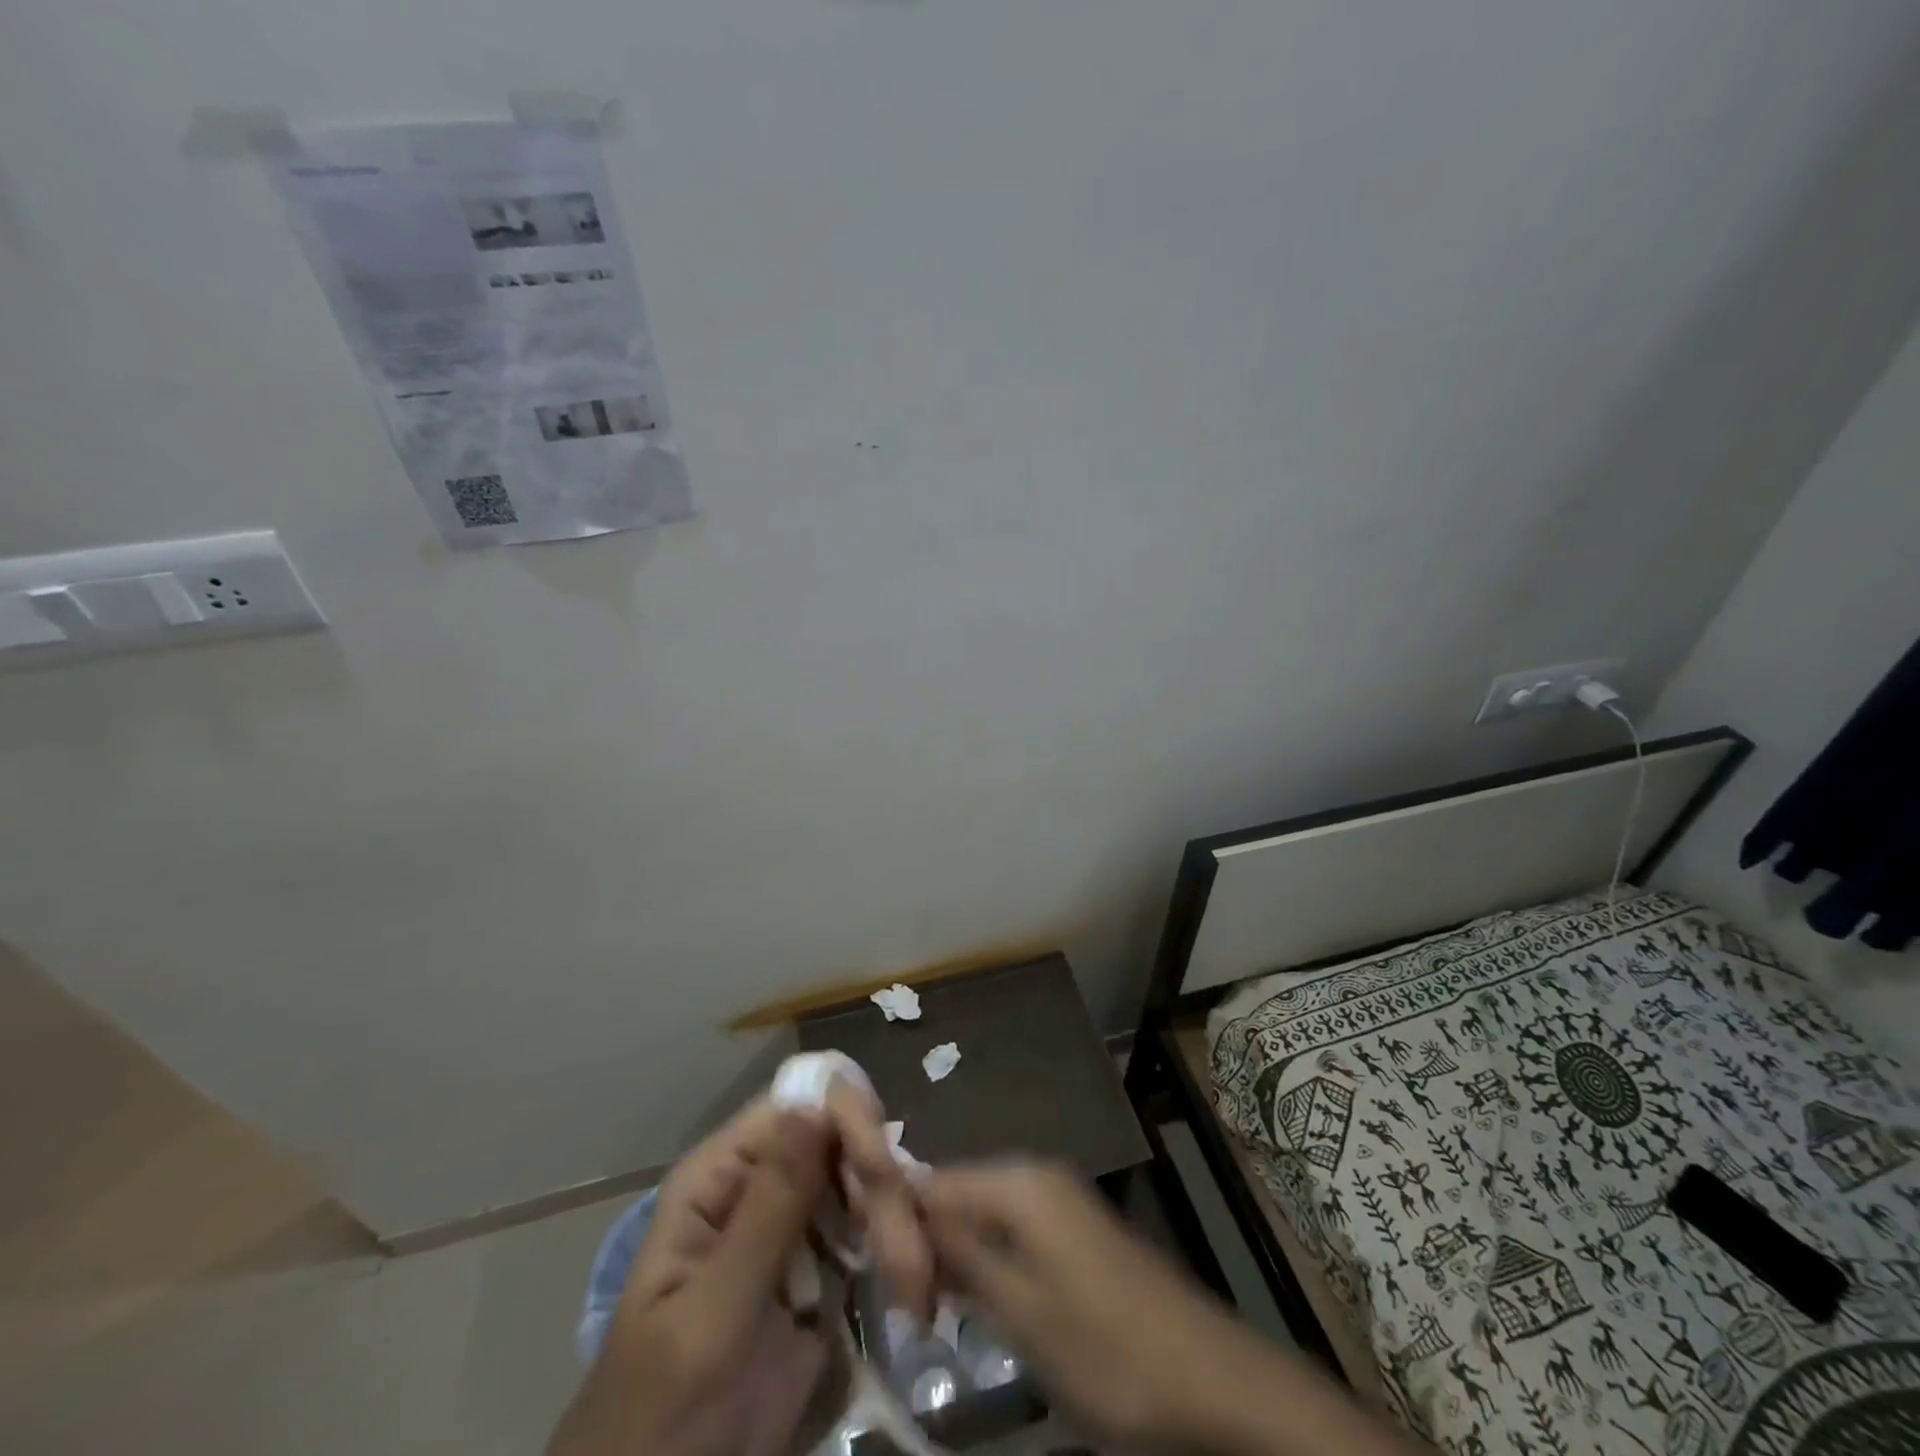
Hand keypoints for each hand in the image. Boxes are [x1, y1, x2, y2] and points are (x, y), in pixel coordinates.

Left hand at [549, 1086, 937, 1455]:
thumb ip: (767, 1210)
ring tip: (914, 1278)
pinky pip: (868, 1232)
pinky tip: (914, 1278)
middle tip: (907, 1255)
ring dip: (895, 1221)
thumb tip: (815, 1104)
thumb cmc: (664, 1413)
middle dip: (879, 1185)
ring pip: (862, 1184)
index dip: (845, 1121)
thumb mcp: (713, 1315)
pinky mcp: (823, 1270)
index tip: (884, 1172)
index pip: (796, 1107)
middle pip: (838, 1141)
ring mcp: (794, 1227)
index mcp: (720, 1176)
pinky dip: (894, 1247)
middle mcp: (760, 1185)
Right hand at [926, 1160, 1261, 1444]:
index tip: (880, 1281)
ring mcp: (1059, 1199)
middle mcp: (1035, 1174)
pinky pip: (1012, 1229)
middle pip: (958, 1192)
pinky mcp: (1074, 1229)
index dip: (900, 1223)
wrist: (1211, 1378)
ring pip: (983, 1212)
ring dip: (956, 1254)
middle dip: (928, 1241)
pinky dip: (988, 1259)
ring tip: (932, 1307)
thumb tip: (906, 1216)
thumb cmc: (1107, 1348)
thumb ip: (961, 1258)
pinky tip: (978, 1299)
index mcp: (1018, 1182)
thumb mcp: (1022, 1312)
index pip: (934, 1181)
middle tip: (907, 1305)